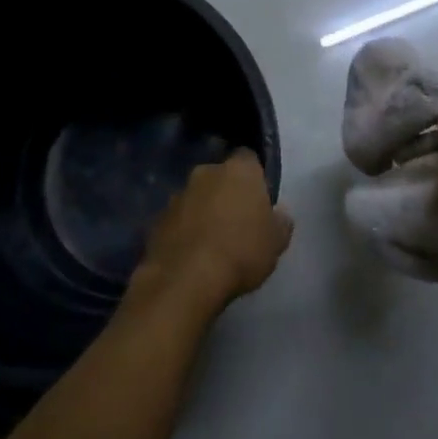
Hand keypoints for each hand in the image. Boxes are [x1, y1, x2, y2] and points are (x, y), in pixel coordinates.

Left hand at [136, 150, 293, 309]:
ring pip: (196, 198)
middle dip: (227, 193)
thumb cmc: (241, 252)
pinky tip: (193, 255)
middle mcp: (205, 173)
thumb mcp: (277, 243)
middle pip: (220, 177)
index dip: (255, 177)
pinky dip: (185, 231)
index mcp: (239, 170)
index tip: (259, 199)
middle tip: (237, 221)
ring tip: (213, 243)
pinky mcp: (156, 220)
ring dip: (204, 212)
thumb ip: (281, 222)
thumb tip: (279, 213)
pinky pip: (178, 220)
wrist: (186, 280)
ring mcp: (177, 195)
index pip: (249, 159)